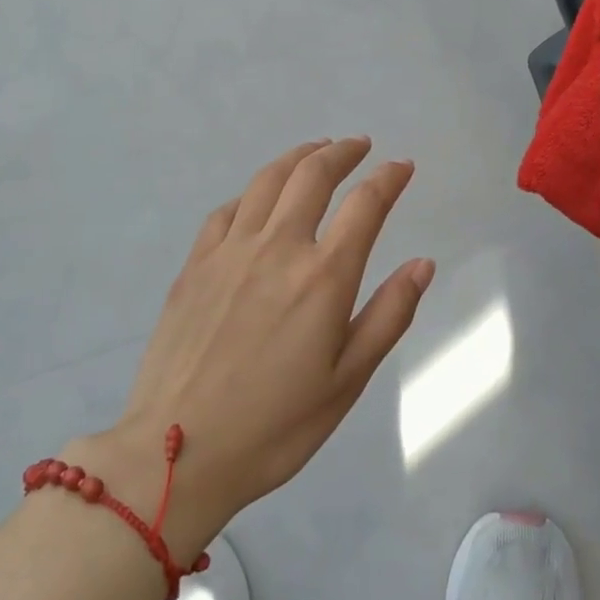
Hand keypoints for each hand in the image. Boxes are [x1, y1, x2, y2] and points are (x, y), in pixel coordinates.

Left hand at [94, 138, 433, 551]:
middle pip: (313, 175)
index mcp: (323, 277)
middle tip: (359, 145)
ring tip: (315, 150)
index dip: (389, 178)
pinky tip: (258, 198)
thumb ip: (389, 315)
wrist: (176, 454)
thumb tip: (423, 263)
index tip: (402, 166)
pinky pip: (227, 210)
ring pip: (267, 181)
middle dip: (343, 152)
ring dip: (297, 157)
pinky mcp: (194, 266)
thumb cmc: (276, 426)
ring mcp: (230, 252)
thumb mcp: (348, 380)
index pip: (366, 205)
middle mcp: (278, 248)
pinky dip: (252, 192)